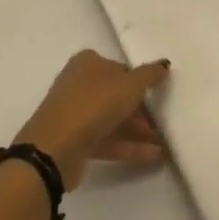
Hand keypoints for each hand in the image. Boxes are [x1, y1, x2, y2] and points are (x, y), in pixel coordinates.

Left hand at [14, 51, 172, 190]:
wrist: (54, 149)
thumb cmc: (93, 105)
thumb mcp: (129, 86)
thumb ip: (149, 75)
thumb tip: (165, 64)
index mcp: (88, 63)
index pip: (121, 70)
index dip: (141, 84)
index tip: (160, 97)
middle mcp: (79, 84)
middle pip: (117, 95)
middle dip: (141, 111)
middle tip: (163, 124)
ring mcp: (75, 114)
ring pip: (112, 119)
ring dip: (138, 131)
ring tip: (164, 144)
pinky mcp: (75, 141)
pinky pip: (107, 140)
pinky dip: (129, 146)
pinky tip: (154, 156)